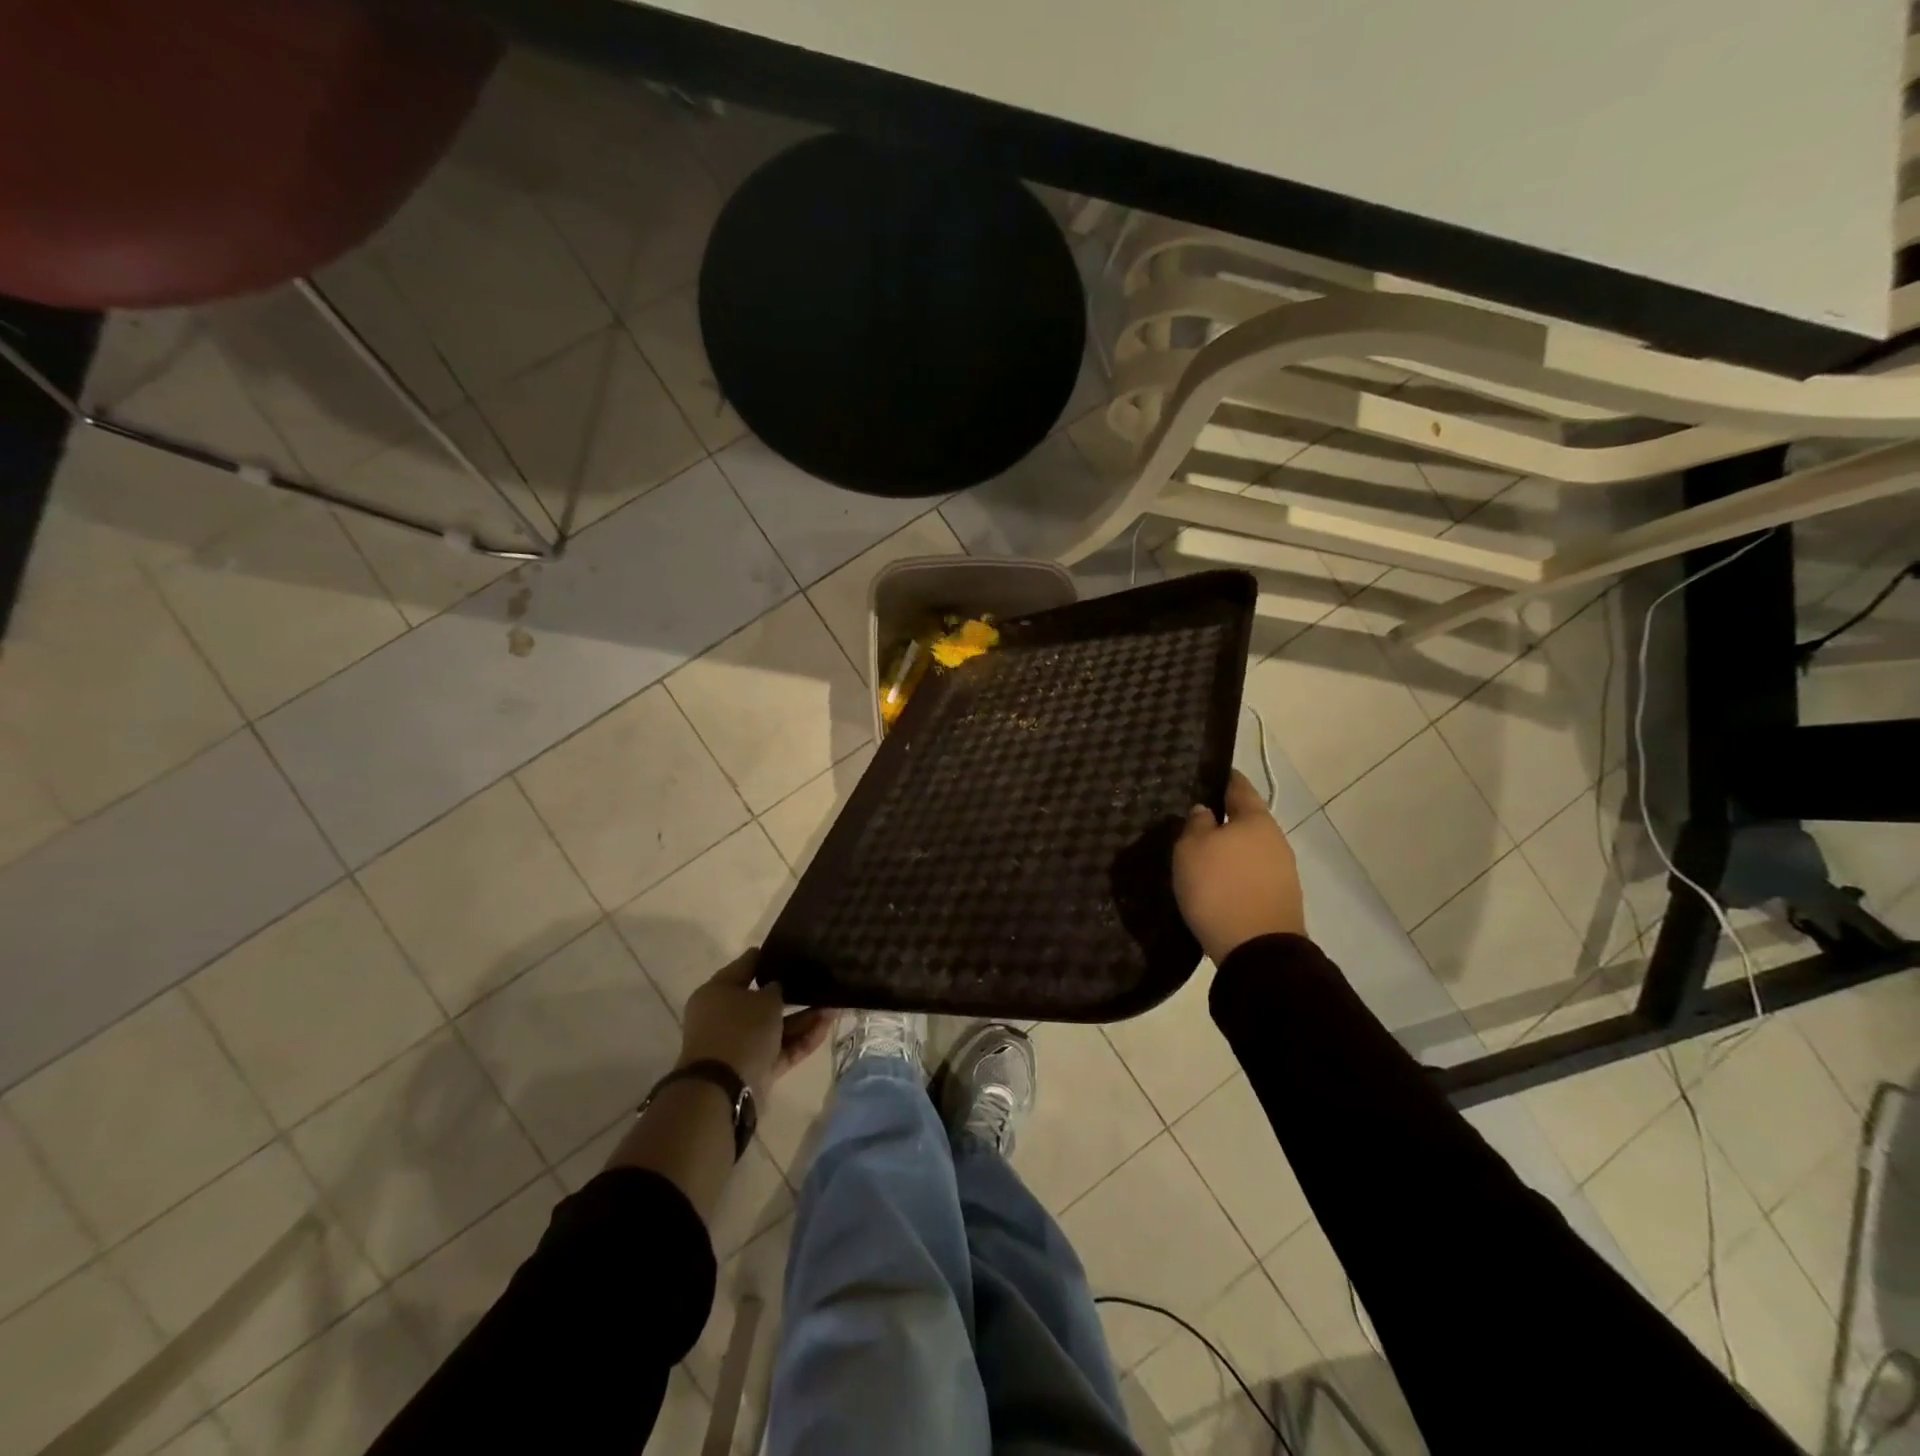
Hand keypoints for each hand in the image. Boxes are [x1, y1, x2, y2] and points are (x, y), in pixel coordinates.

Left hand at [677, 951, 829, 1101]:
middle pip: (762, 1000)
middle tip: (820, 981)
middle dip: (792, 993)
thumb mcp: (764, 999)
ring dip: (803, 1018)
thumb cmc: (740, 1031)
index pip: (746, 965)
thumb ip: (776, 989)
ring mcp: (739, 1045)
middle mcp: (725, 1016)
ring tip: (834, 1006)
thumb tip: (776, 989)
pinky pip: (781, 1049)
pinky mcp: (754, 1068)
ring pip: (776, 1026)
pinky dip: (801, 1039)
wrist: (723, 1090)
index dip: (769, 956)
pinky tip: (826, 1027)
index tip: (793, 950)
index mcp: (717, 992)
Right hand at [1173, 769, 1306, 963]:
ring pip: (1250, 849)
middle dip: (1224, 819)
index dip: (1222, 778)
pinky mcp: (1280, 899)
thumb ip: (1196, 824)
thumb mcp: (1191, 849)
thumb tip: (1205, 811)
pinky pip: (1252, 875)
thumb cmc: (1219, 888)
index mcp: (1256, 819)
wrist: (1257, 950)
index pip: (1238, 786)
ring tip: (1202, 856)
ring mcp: (1283, 871)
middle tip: (1194, 821)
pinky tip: (1217, 882)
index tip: (1205, 775)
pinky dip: (1236, 873)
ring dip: (1230, 850)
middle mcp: (1276, 839)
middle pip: (1246, 820)